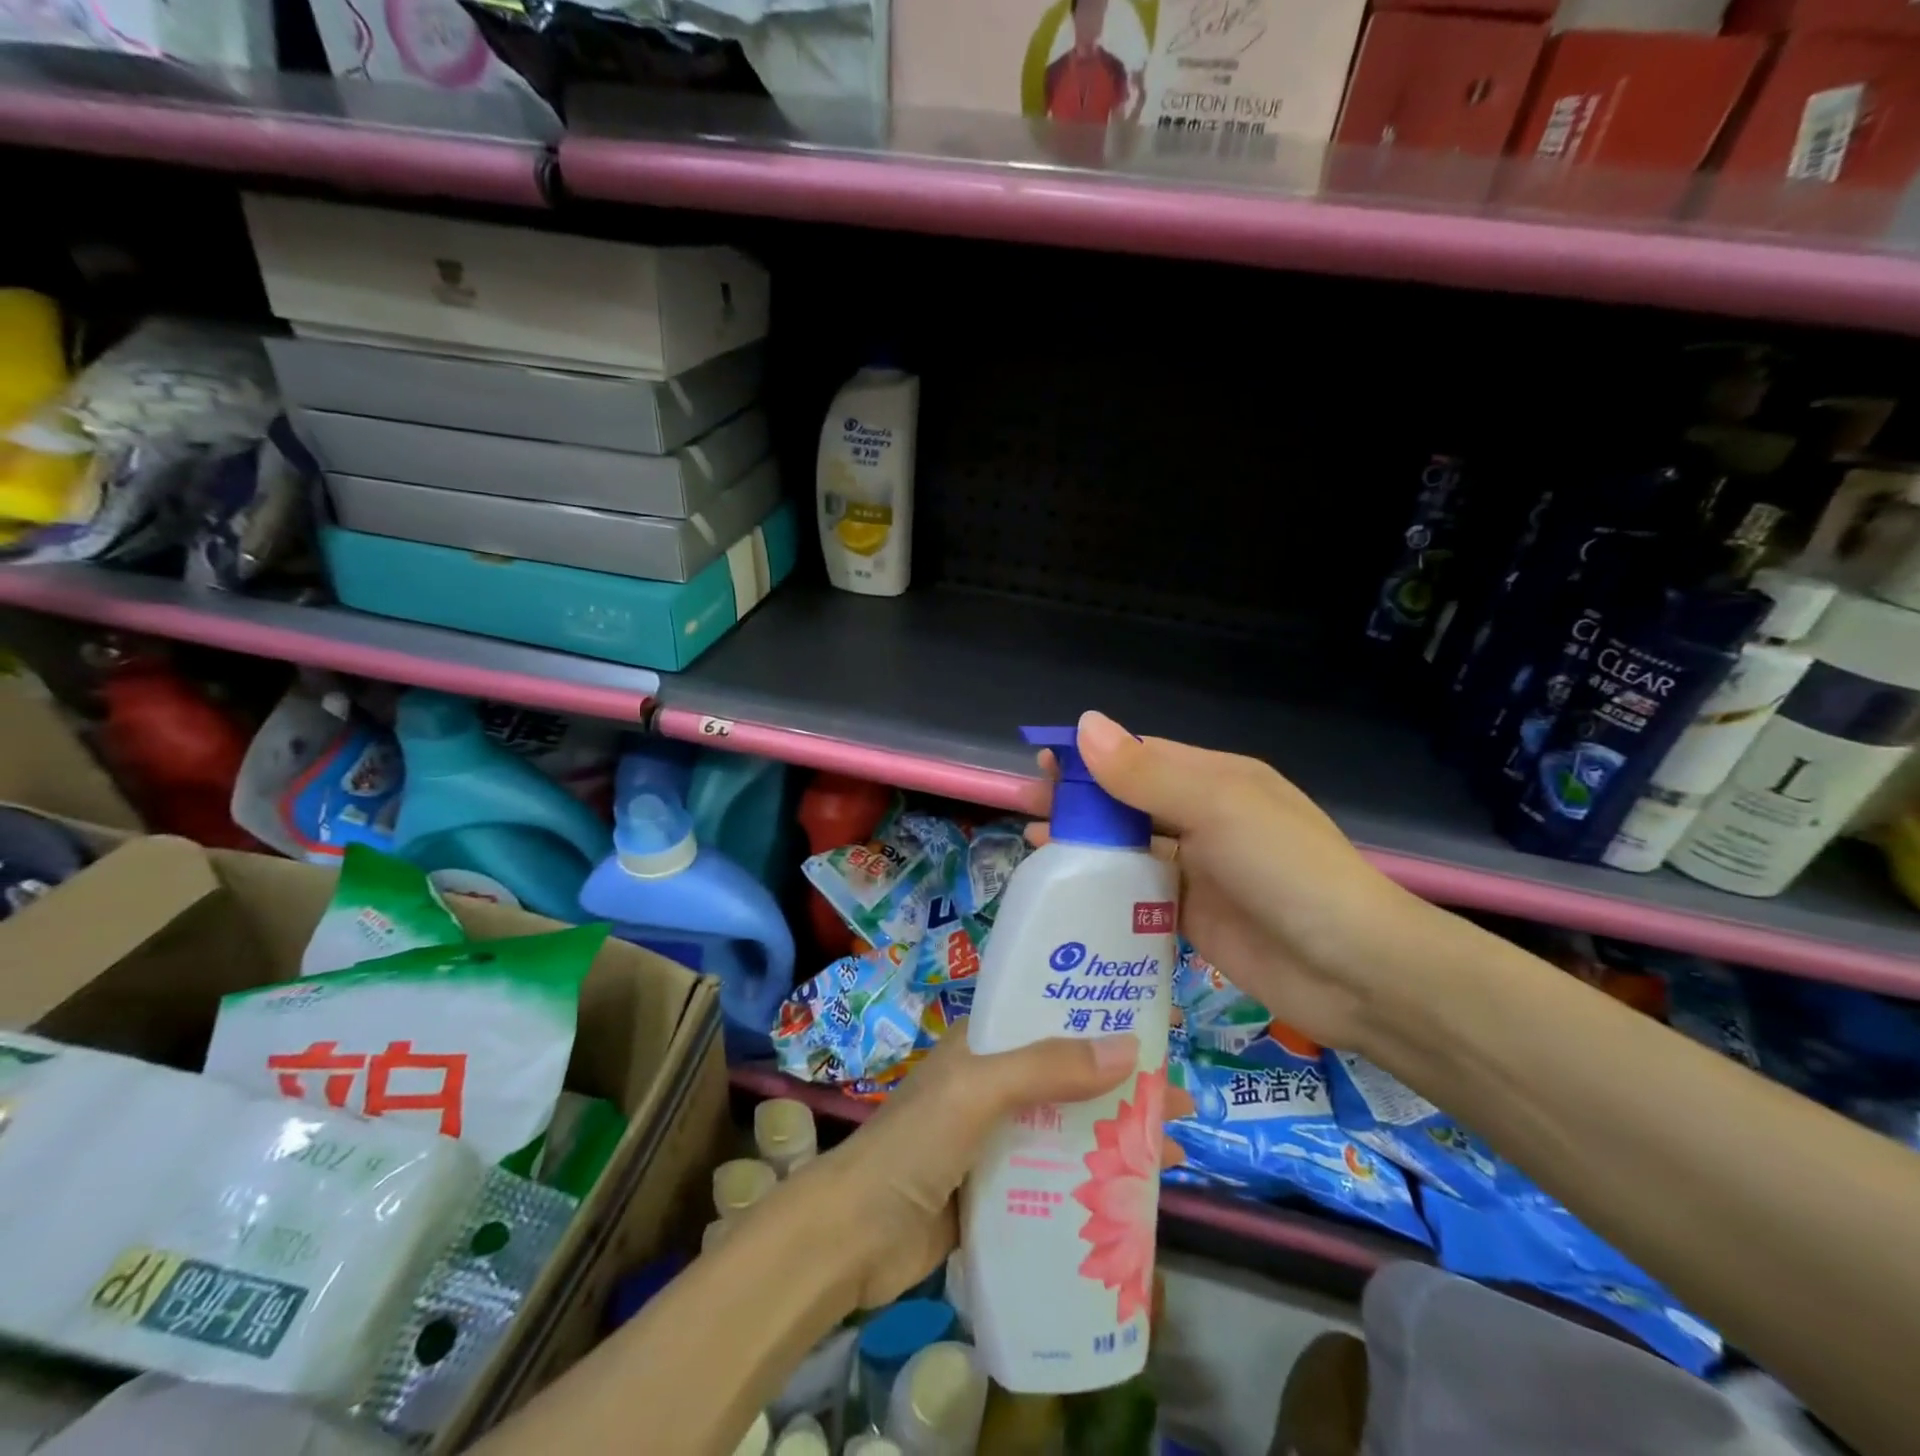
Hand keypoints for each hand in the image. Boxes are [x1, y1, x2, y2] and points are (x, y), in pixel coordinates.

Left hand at [791, 1024, 1188, 1310]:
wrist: (854, 1238)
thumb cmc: (914, 1145)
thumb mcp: (978, 1092)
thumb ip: (1046, 1068)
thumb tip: (1129, 1047)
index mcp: (983, 1045)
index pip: (1049, 1016)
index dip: (1100, 1016)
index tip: (1155, 1026)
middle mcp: (992, 1084)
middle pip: (1069, 1075)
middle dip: (1122, 1085)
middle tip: (1180, 1101)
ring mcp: (995, 1139)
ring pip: (1067, 1128)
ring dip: (1114, 1136)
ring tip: (1172, 1153)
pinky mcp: (997, 1190)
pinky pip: (1055, 1178)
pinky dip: (1090, 1182)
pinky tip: (1132, 1202)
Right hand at [1034, 710, 1444, 1053]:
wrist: (1353, 970)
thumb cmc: (1287, 871)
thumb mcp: (1217, 808)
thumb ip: (1146, 774)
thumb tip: (1084, 726)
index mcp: (1215, 781)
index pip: (1140, 756)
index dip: (1090, 757)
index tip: (1041, 763)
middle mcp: (1204, 820)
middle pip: (1128, 802)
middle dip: (1078, 802)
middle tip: (1025, 806)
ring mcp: (1198, 872)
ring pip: (1128, 849)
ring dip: (1084, 845)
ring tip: (1033, 846)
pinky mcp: (1191, 918)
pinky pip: (1137, 897)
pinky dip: (1102, 892)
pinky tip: (1066, 895)